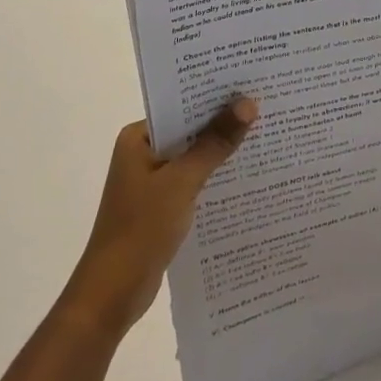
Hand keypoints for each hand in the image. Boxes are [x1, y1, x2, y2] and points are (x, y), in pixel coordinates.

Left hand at [63, 97, 256, 338]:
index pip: (182, 106)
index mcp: (138, 138)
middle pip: (190, 130)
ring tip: (267, 135)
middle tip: (268, 106)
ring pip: (195, 156)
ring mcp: (152, 180)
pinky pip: (195, 180)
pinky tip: (247, 175)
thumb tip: (248, 103)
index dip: (216, 96)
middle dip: (224, 123)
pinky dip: (215, 176)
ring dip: (222, 151)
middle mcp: (143, 153)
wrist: (112, 295)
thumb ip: (215, 143)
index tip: (253, 86)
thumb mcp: (182, 182)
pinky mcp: (162, 205)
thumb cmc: (141, 229)